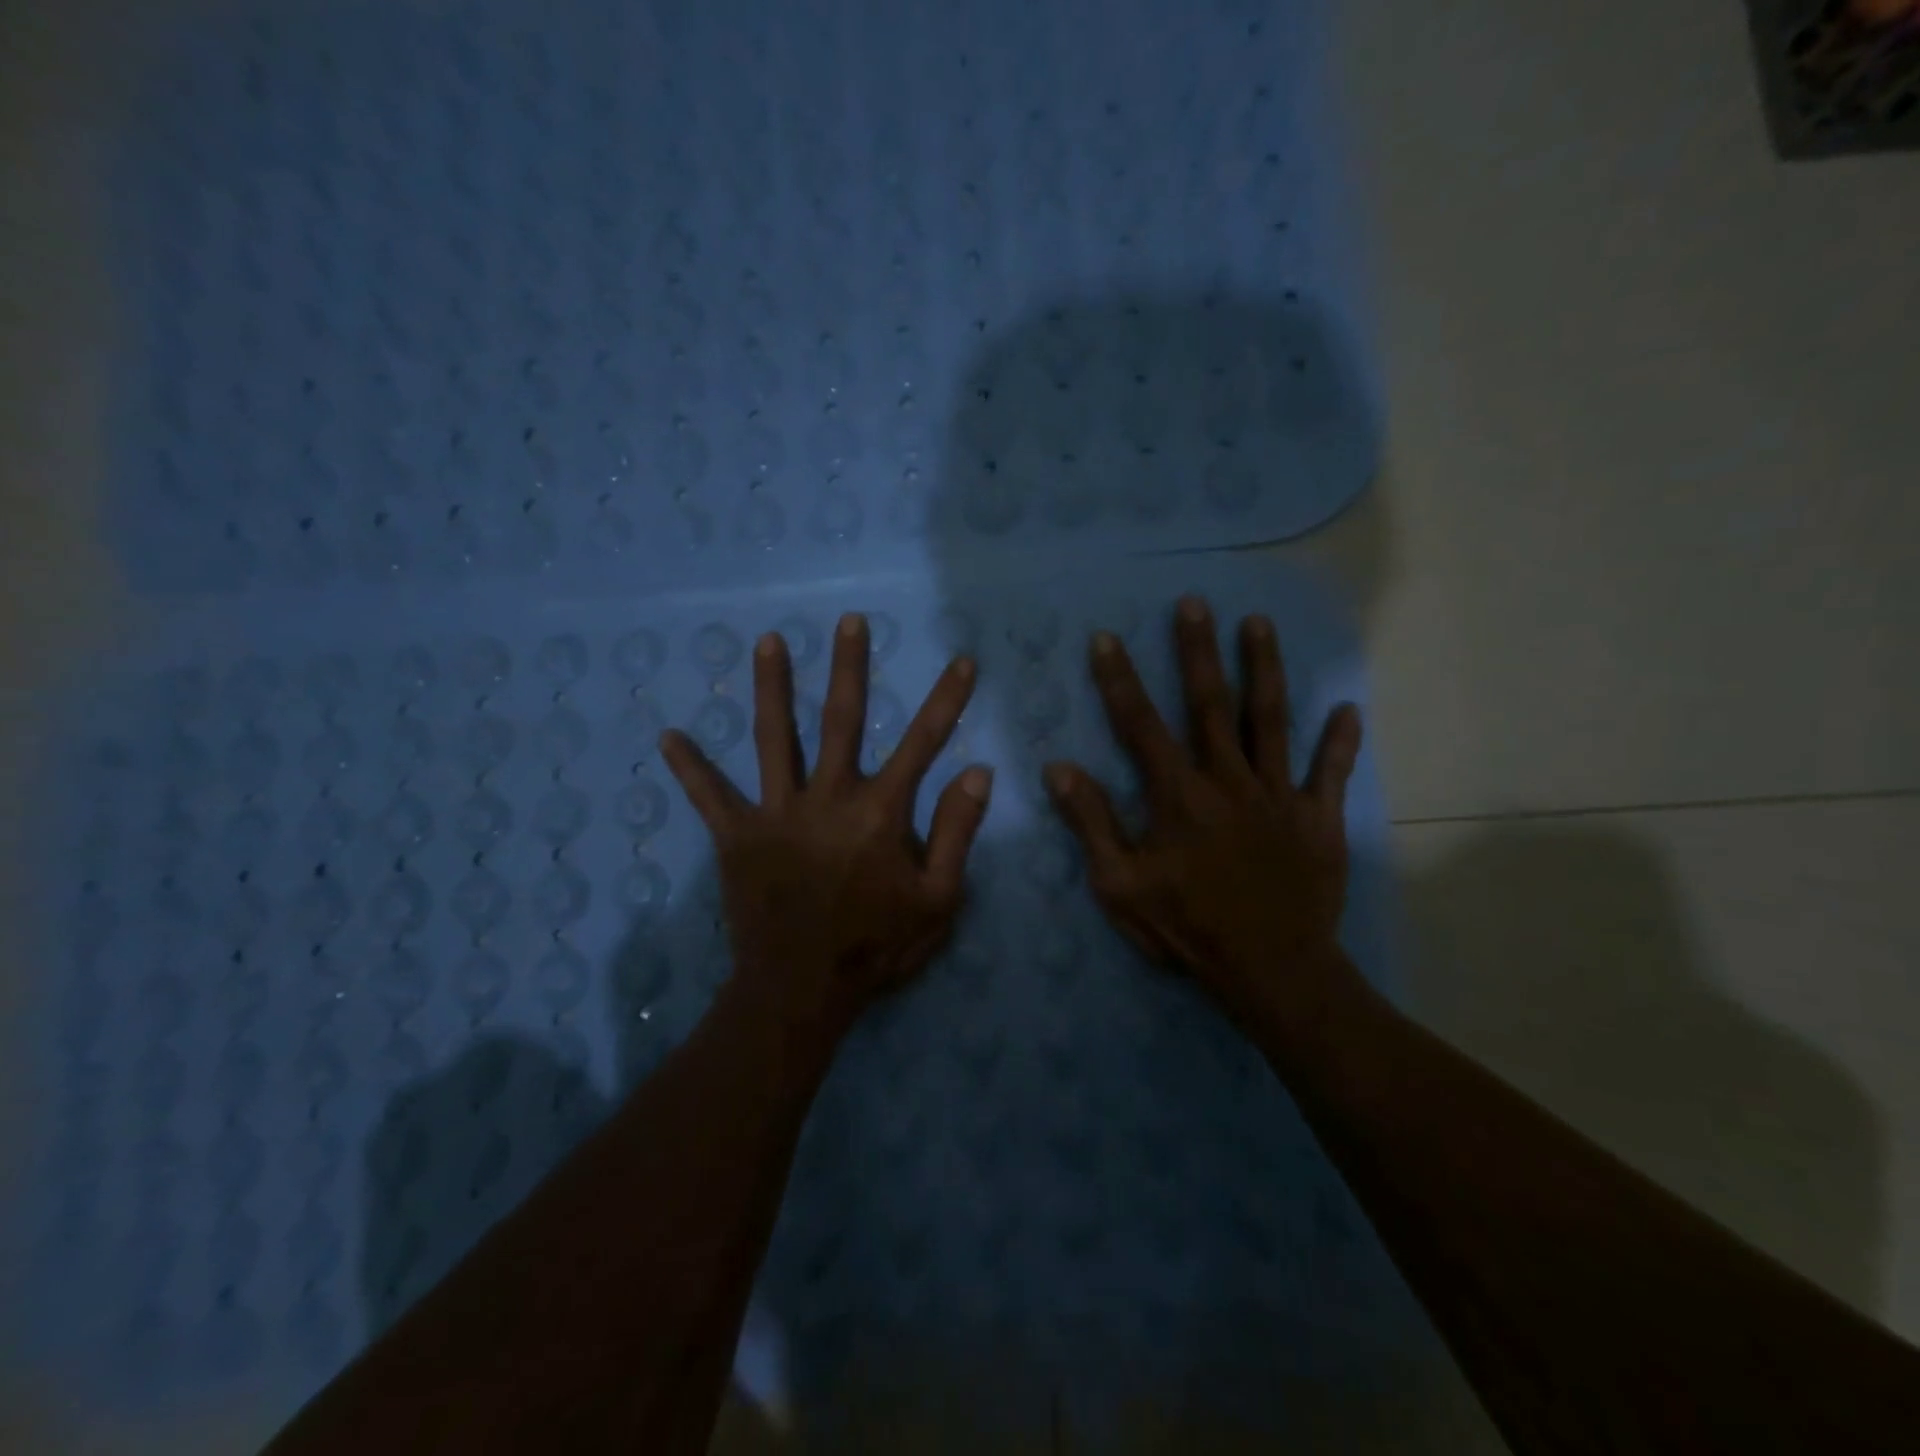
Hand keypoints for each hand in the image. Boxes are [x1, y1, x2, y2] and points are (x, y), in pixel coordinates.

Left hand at [661, 612, 994, 1037]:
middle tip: (849, 621)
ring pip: (774, 739)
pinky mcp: (737, 837)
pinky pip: (711, 798)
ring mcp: (778, 813)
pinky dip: (690, 769)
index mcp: (880, 812)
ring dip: (772, 688)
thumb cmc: (876, 947)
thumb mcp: (937, 900)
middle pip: (841, 720)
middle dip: (849, 667)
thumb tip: (978, 772)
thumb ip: (956, 833)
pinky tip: (667, 737)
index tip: (962, 661)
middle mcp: (828, 798)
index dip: (946, 700)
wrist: (801, 991)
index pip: (923, 742)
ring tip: (767, 641)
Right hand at [1042, 595, 1362, 1034]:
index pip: (1141, 725)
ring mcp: (1279, 795)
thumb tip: (1059, 768)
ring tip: (1259, 624)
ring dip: (1264, 669)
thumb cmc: (1188, 928)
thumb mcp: (1120, 885)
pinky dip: (1340, 741)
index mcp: (1178, 795)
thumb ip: (1091, 823)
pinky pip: (1330, 772)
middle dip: (1198, 651)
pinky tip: (1347, 708)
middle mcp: (1229, 780)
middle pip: (1211, 704)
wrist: (1272, 970)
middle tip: (1195, 603)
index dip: (1121, 680)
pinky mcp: (1318, 818)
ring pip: (1272, 720)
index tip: (1107, 639)